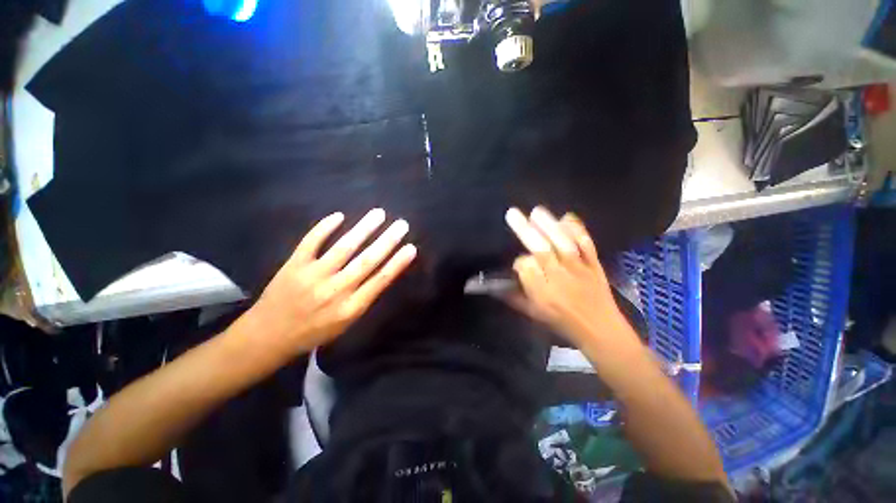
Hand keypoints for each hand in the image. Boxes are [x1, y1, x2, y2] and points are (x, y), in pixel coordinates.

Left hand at [243, 209, 416, 354]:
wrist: (269, 336)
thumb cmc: (314, 331)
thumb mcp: (345, 323)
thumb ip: (363, 299)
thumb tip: (382, 273)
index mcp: (350, 308)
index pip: (380, 281)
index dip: (397, 263)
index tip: (411, 248)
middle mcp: (335, 291)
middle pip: (367, 261)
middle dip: (387, 241)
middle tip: (402, 225)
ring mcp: (312, 276)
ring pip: (343, 248)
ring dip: (363, 229)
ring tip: (379, 214)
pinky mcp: (293, 265)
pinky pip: (311, 242)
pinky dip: (324, 228)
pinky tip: (339, 216)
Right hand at [504, 206, 624, 344]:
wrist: (601, 330)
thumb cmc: (562, 323)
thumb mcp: (534, 315)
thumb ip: (513, 298)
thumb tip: (493, 287)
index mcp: (542, 294)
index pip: (525, 268)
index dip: (519, 262)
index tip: (518, 264)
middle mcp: (559, 278)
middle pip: (541, 250)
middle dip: (526, 231)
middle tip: (513, 213)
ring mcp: (579, 269)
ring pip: (562, 244)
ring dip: (549, 226)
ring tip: (536, 211)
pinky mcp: (595, 265)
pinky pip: (587, 245)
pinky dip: (578, 230)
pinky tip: (567, 217)